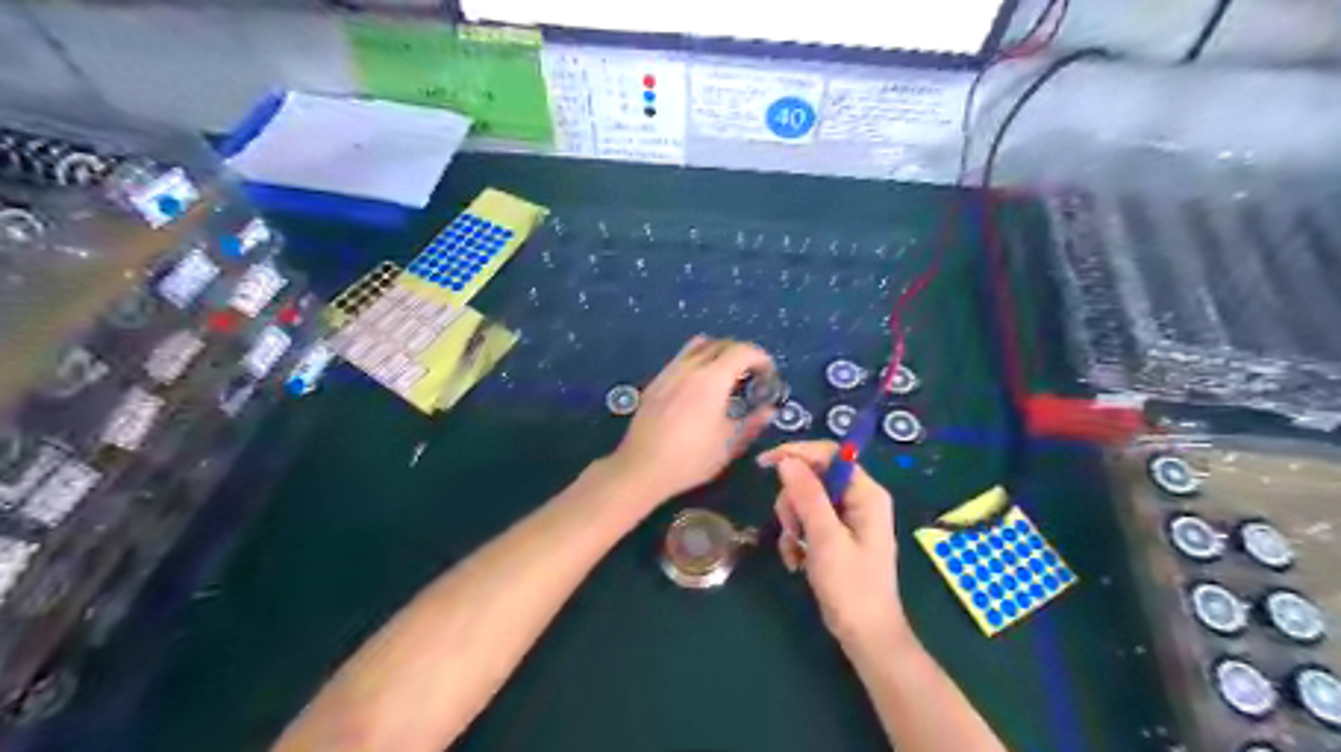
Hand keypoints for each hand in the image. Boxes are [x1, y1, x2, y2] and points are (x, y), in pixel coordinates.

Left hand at [609, 336, 776, 503]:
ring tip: (724, 376)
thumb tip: (769, 410)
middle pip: (721, 343)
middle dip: (741, 353)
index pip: (742, 351)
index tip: (768, 373)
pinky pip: (680, 359)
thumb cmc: (691, 458)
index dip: (761, 357)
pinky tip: (698, 387)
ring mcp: (669, 372)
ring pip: (697, 346)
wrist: (642, 467)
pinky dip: (697, 362)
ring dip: (717, 353)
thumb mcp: (729, 445)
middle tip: (751, 374)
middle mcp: (690, 367)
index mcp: (712, 379)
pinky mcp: (655, 382)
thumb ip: (752, 423)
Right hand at [760, 442, 906, 648]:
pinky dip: (796, 539)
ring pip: (804, 501)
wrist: (865, 635)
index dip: (797, 453)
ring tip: (796, 551)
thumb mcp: (825, 538)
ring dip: (792, 524)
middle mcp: (858, 499)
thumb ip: (807, 495)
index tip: (766, 464)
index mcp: (866, 494)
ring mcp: (847, 518)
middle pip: (813, 478)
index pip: (829, 454)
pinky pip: (806, 522)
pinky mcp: (835, 536)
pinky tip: (796, 561)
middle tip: (791, 529)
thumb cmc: (851, 586)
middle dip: (793, 502)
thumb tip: (787, 460)